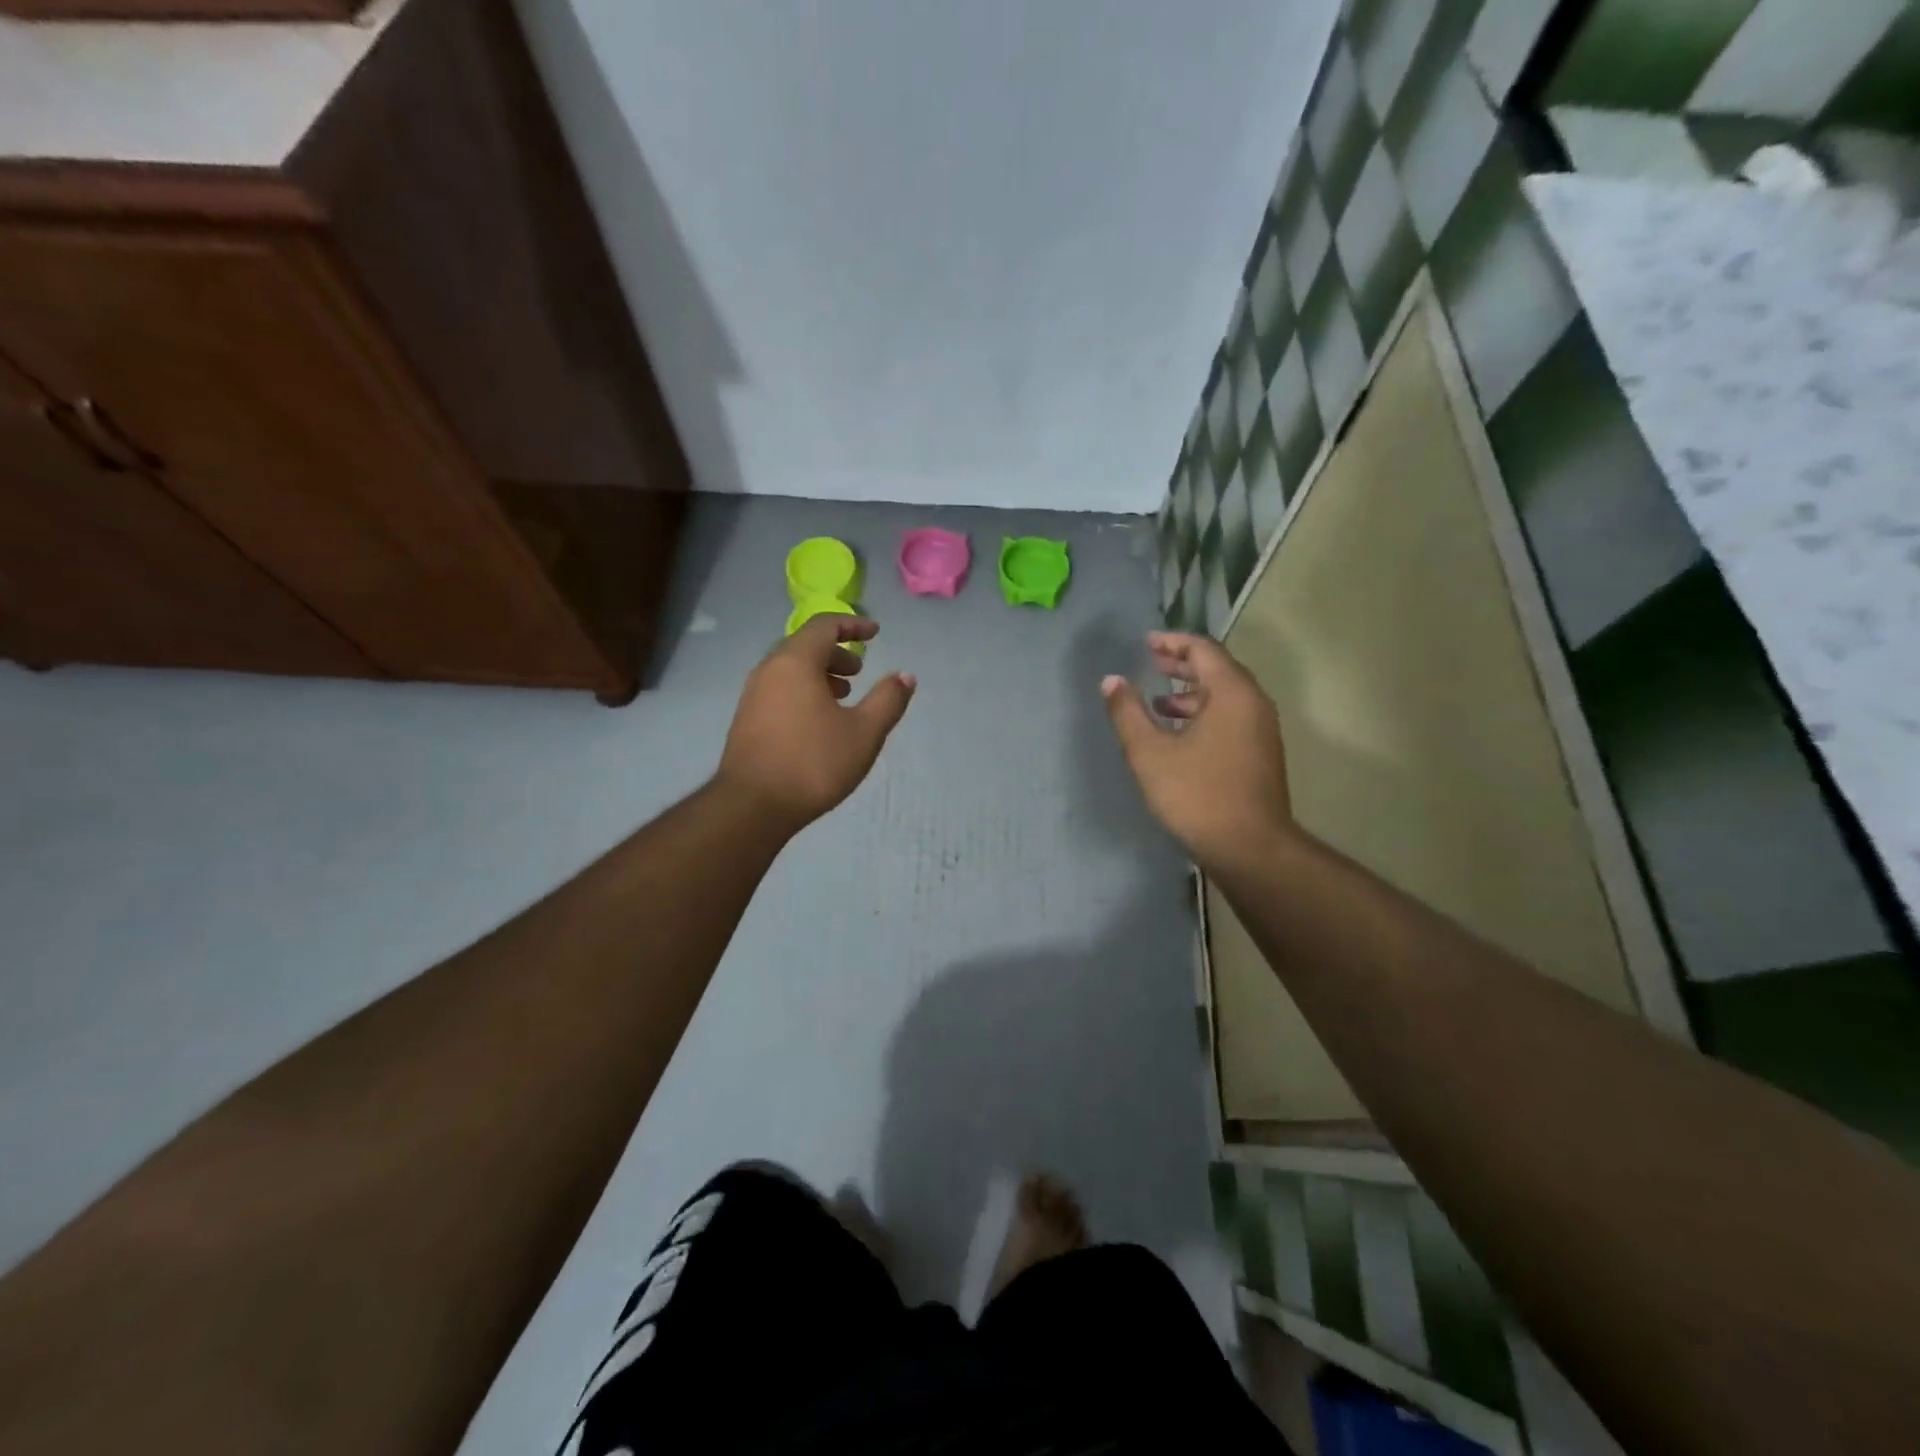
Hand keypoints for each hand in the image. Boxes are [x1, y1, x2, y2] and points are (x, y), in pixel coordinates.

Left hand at [718, 616, 915, 830]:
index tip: (876, 633)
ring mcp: (753, 695)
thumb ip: (888, 700)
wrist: (752, 806)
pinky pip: (780, 689)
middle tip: (860, 671)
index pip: (825, 626)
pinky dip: (803, 691)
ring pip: (791, 670)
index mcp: (796, 662)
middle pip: (805, 646)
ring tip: (843, 696)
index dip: (853, 625)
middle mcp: (769, 670)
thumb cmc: (813, 763)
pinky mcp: (747, 719)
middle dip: (836, 652)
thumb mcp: (864, 732)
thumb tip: (905, 676)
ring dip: (820, 674)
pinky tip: (818, 721)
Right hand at [1101, 632, 1293, 871]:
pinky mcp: (1259, 754)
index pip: (1203, 650)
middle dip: (1182, 664)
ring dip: (1191, 692)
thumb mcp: (1150, 753)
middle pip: (1218, 669)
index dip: (1172, 642)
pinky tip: (1178, 735)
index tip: (1145, 642)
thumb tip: (1111, 681)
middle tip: (1150, 662)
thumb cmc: (1197, 794)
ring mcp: (1261, 730)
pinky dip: (1203, 714)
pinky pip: (1230, 717)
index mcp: (1232, 693)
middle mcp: (1253, 704)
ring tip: (1157, 701)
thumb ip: (1127, 713)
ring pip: (1225, 696)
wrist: (1250, 848)